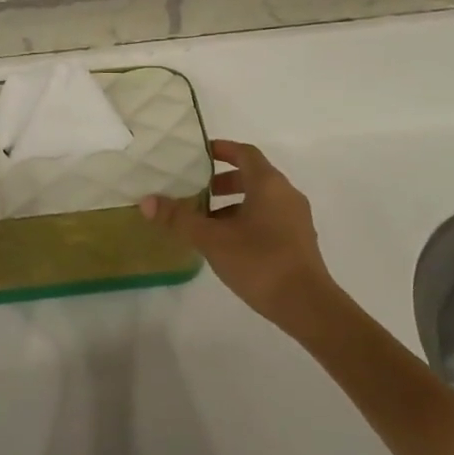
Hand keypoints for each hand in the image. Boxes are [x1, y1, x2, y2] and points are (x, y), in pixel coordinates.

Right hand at [140, 140, 336, 331]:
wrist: (306, 304)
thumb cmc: (259, 261)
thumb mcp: (212, 239)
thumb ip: (179, 219)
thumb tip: (147, 201)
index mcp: (268, 184)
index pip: (245, 153)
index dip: (222, 150)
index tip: (198, 156)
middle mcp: (286, 194)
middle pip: (252, 176)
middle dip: (222, 181)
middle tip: (196, 192)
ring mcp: (296, 219)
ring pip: (260, 200)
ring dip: (233, 205)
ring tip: (206, 223)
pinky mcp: (298, 241)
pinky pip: (269, 218)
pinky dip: (247, 221)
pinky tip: (228, 244)